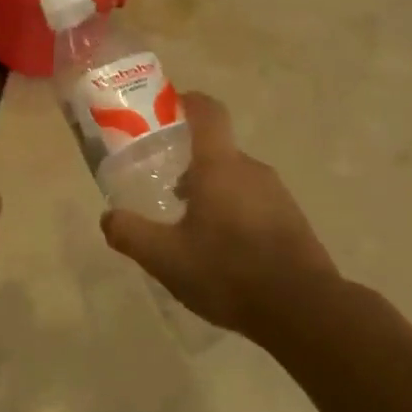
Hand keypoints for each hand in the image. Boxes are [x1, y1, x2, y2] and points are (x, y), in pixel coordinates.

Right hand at [101, 93, 335, 335]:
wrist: (303, 309)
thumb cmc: (228, 270)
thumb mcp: (166, 258)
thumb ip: (131, 234)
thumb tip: (108, 217)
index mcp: (220, 165)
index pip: (208, 112)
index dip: (190, 102)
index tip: (172, 107)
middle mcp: (251, 169)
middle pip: (218, 151)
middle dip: (192, 164)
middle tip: (167, 189)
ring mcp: (277, 194)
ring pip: (237, 180)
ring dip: (214, 192)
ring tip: (193, 228)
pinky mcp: (293, 221)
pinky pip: (256, 204)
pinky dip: (236, 214)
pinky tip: (225, 252)